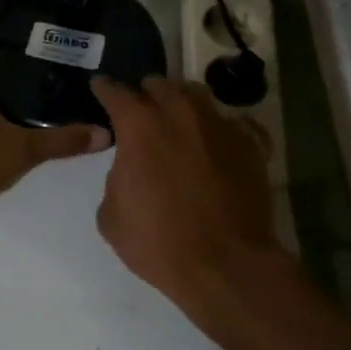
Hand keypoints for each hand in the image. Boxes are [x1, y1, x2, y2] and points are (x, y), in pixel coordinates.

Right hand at [91, 75, 291, 348]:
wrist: (226, 264)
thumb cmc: (159, 242)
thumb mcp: (111, 215)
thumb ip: (116, 178)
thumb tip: (130, 170)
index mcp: (140, 126)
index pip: (115, 92)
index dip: (104, 89)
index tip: (100, 87)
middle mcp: (179, 114)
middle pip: (159, 85)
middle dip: (146, 94)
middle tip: (142, 111)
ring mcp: (219, 125)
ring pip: (196, 96)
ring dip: (181, 104)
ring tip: (178, 121)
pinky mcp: (250, 144)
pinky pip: (230, 122)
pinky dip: (216, 128)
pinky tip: (213, 144)